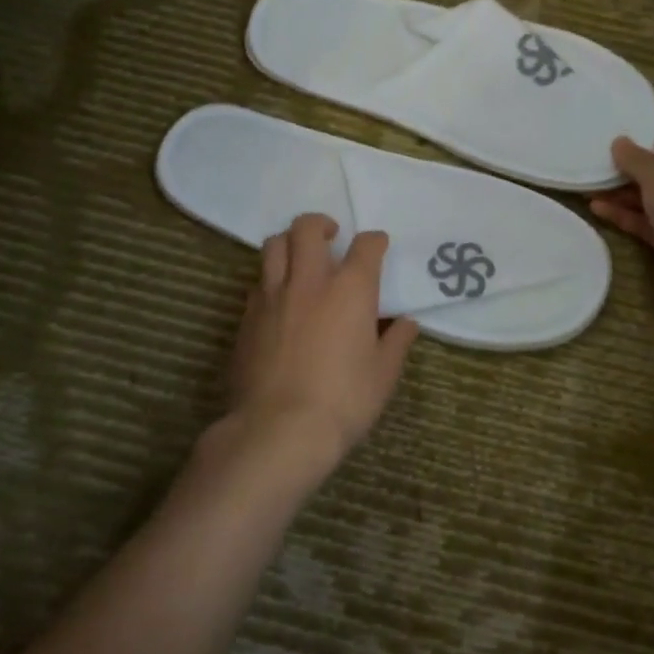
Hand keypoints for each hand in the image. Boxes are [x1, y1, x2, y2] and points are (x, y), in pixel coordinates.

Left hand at [216, 213, 419, 489]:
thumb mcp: (383, 375)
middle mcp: (309, 281)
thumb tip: (405, 323)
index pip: (366, 246)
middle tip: (331, 237)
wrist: (279, 429)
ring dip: (289, 243)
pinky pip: (257, 282)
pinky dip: (271, 280)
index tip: (378, 246)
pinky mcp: (247, 317)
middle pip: (307, 228)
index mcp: (350, 289)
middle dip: (321, 224)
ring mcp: (272, 296)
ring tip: (299, 258)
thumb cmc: (343, 401)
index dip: (374, 241)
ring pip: (273, 245)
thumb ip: (395, 342)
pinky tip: (279, 300)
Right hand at [591, 108, 653, 311]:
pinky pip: (641, 220)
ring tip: (587, 178)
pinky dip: (621, 213)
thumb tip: (618, 141)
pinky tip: (595, 207)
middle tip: (597, 145)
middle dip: (630, 157)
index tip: (630, 106)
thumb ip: (635, 158)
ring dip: (619, 188)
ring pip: (647, 194)